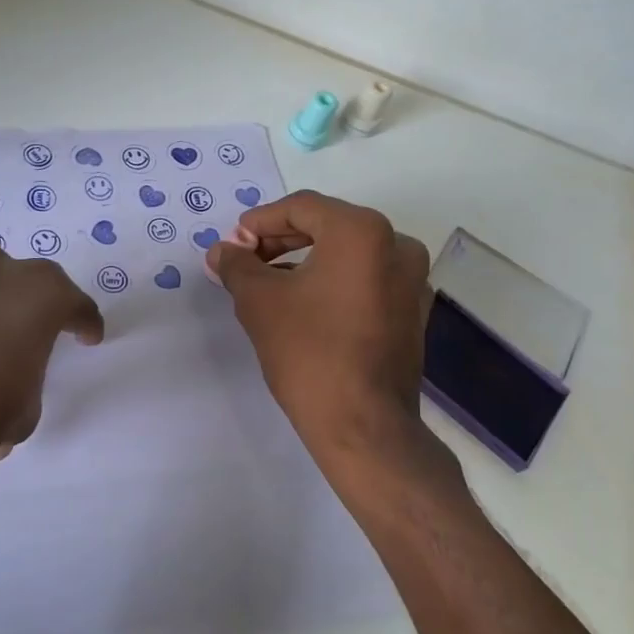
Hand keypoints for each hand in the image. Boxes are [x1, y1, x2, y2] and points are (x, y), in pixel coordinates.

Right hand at [206, 191, 433, 464]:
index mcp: (362, 231)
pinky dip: (331, 282)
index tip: (233, 244)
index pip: (301, 208)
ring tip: (267, 284)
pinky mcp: (412, 311)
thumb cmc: (309, 352)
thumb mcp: (259, 302)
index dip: (259, 221)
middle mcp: (396, 245)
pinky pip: (365, 280)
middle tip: (245, 261)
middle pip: (327, 226)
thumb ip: (237, 265)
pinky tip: (303, 305)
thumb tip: (221, 251)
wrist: (363, 425)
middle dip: (280, 241)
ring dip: (304, 261)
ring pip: (347, 254)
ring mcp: (412, 280)